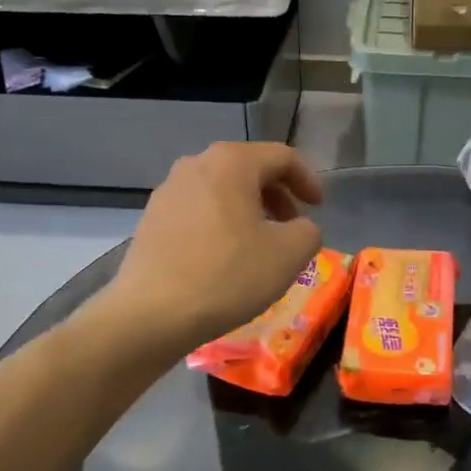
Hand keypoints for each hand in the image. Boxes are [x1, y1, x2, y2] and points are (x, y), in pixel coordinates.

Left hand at [100, 142, 325, 353]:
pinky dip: (221, 223)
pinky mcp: (151, 219)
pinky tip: (226, 257)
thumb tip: (300, 229)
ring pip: (222, 190)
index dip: (308, 179)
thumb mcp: (289, 255)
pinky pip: (198, 210)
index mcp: (231, 162)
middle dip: (277, 195)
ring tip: (261, 243)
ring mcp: (168, 190)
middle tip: (293, 225)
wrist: (151, 314)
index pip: (282, 156)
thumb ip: (309, 231)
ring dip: (248, 210)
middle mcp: (196, 164)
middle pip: (249, 169)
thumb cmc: (227, 275)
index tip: (319, 207)